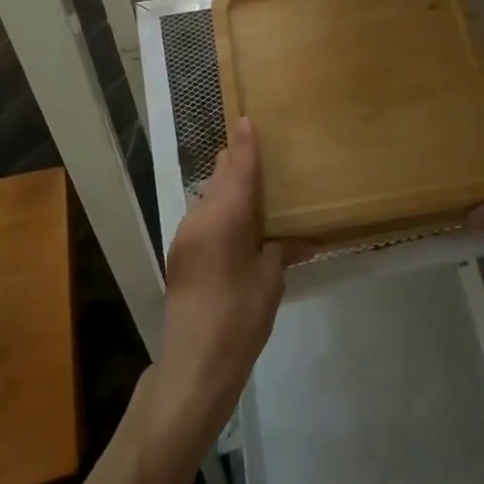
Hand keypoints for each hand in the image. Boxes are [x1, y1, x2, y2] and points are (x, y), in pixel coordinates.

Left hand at [153, 119, 298, 445]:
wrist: (194, 364)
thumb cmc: (240, 317)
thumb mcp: (270, 281)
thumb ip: (282, 251)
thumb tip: (303, 240)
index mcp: (224, 218)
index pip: (238, 169)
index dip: (245, 144)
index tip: (247, 118)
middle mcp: (199, 219)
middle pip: (219, 178)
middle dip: (235, 162)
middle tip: (258, 150)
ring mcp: (185, 238)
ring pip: (208, 198)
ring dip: (227, 188)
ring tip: (252, 186)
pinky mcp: (180, 257)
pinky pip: (202, 219)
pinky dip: (220, 211)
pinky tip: (237, 224)